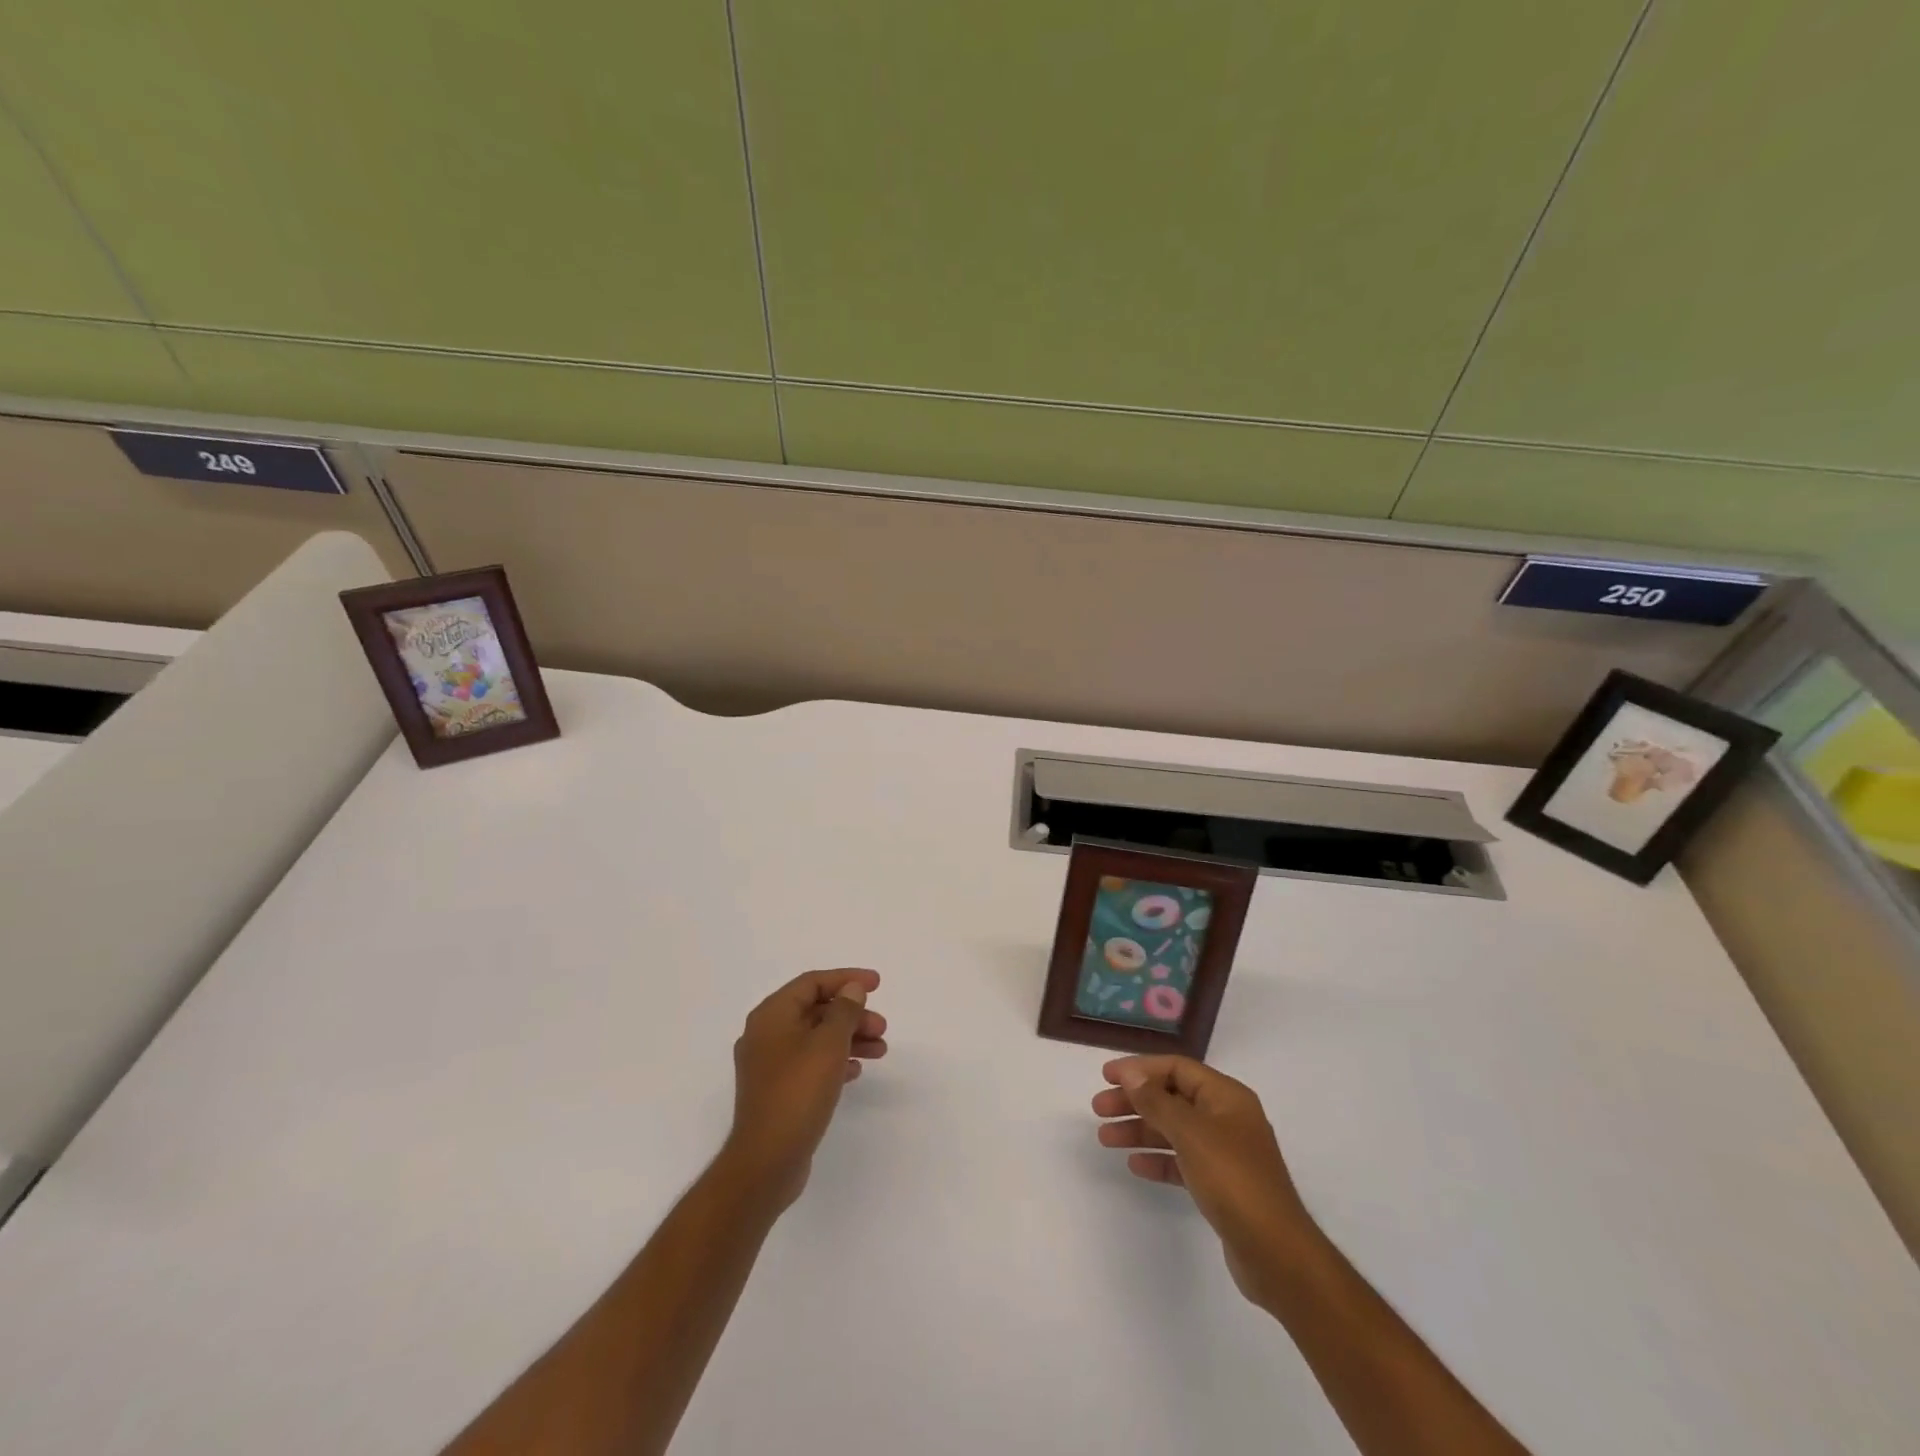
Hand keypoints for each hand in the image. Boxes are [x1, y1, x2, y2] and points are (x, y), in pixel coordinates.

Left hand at [723, 969, 887, 1210]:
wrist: (766, 1161)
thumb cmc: (798, 1092)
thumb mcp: (828, 1044)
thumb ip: (844, 1010)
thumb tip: (851, 989)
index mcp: (771, 1015)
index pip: (812, 983)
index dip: (847, 979)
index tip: (877, 984)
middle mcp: (765, 1034)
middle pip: (815, 1010)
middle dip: (852, 1015)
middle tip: (882, 1027)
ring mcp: (768, 1065)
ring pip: (815, 1038)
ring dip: (848, 1039)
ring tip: (880, 1050)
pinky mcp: (776, 1091)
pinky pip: (810, 1063)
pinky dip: (835, 1061)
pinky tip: (856, 1072)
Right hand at [1093, 1055, 1316, 1309]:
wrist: (1276, 1254)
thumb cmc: (1233, 1180)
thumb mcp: (1191, 1133)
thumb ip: (1157, 1101)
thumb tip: (1131, 1074)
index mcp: (1226, 1097)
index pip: (1177, 1068)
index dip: (1140, 1068)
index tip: (1107, 1076)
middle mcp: (1227, 1118)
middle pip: (1172, 1098)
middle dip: (1135, 1101)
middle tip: (1099, 1108)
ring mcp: (1225, 1153)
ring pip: (1174, 1131)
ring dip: (1140, 1130)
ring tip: (1105, 1138)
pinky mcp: (1222, 1185)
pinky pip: (1182, 1161)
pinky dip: (1159, 1160)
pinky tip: (1135, 1165)